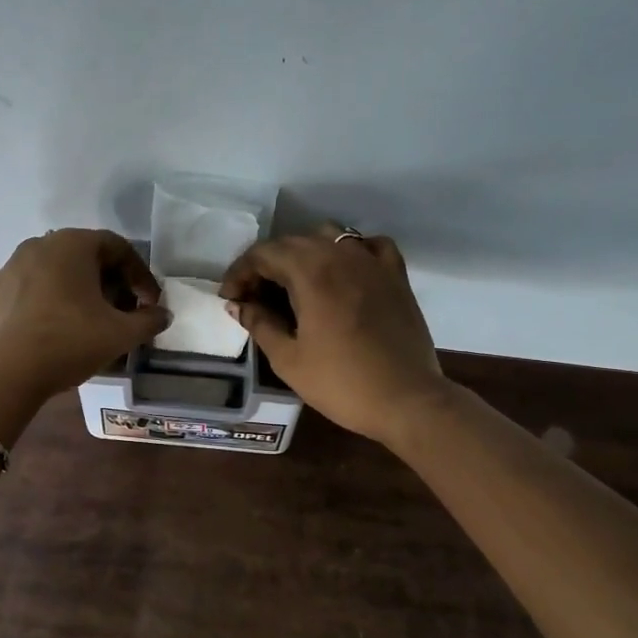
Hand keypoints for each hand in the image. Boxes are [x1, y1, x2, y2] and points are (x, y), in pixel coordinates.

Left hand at [0, 229, 170, 396]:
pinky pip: (25, 296)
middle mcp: (37, 246)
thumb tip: (162, 315)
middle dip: (108, 284)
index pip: (118, 247)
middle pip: (84, 259)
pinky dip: (43, 309)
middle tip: (120, 314)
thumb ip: (149, 321)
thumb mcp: (121, 334)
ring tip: (85, 327)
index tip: (149, 304)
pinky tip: (49, 337)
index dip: (140, 275)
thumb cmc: (69, 341)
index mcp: (72, 244)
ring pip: (52, 276)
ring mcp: (6, 270)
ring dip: (74, 295)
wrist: (2, 373)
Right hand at [219, 223, 447, 443]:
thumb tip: (238, 304)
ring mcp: (373, 262)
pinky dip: (349, 251)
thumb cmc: (341, 383)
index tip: (229, 299)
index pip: (263, 254)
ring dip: (303, 253)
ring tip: (293, 284)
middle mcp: (340, 255)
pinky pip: (369, 246)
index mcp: (310, 272)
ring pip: (329, 237)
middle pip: (293, 242)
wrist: (407, 400)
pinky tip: (343, 271)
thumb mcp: (288, 359)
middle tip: (253, 298)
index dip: (239, 273)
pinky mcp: (396, 275)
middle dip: (266, 265)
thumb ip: (259, 323)